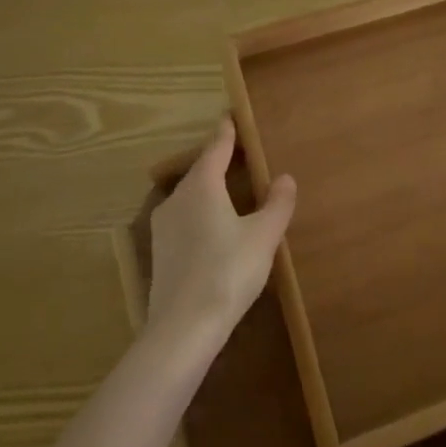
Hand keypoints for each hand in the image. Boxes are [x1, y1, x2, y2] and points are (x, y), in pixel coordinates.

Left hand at [148, 117, 295, 344]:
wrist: (182, 329)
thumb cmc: (228, 272)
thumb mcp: (263, 236)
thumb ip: (277, 203)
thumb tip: (285, 178)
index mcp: (202, 185)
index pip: (216, 148)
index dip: (226, 132)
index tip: (231, 116)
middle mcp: (177, 198)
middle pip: (200, 170)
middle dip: (217, 160)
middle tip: (237, 153)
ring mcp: (163, 227)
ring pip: (189, 196)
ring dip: (207, 189)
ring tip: (228, 190)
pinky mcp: (160, 253)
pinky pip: (183, 219)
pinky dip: (199, 213)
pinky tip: (213, 229)